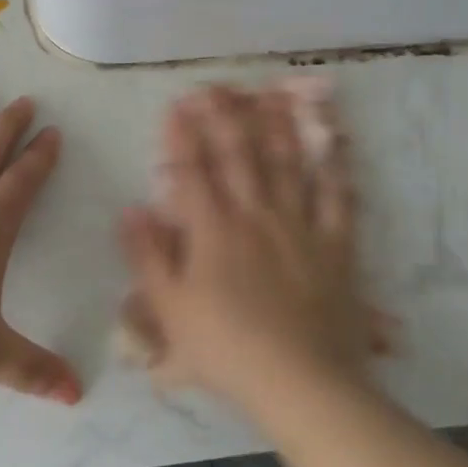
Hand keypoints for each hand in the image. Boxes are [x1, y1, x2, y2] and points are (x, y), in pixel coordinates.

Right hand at [118, 83, 375, 410]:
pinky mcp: (334, 244)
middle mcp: (255, 215)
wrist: (299, 380)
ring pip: (287, 164)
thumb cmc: (226, 349)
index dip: (182, 135)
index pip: (192, 170)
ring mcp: (298, 226)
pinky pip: (336, 197)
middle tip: (217, 86)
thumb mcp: (169, 310)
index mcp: (212, 230)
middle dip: (224, 117)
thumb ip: (147, 256)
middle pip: (238, 155)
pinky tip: (334, 141)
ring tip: (271, 93)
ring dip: (277, 125)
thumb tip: (131, 209)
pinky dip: (335, 167)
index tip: (177, 104)